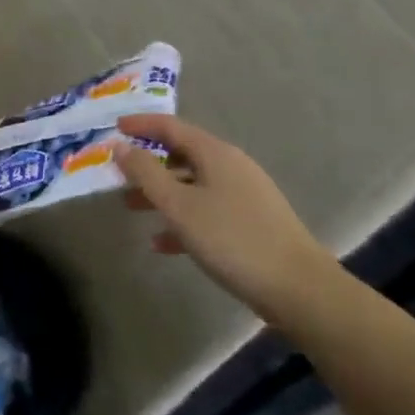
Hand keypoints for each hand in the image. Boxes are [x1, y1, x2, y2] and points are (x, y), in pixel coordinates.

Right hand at [114, 114, 338, 325]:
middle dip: (147, 164)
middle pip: (181, 155)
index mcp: (215, 154)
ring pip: (192, 184)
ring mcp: (244, 195)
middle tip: (117, 174)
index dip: (140, 124)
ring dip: (161, 193)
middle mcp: (231, 166)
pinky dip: (183, 219)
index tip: (113, 127)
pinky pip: (207, 211)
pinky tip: (162, 243)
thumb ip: (145, 173)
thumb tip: (120, 146)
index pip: (171, 126)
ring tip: (131, 208)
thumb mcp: (179, 205)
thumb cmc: (232, 239)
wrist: (300, 290)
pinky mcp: (251, 223)